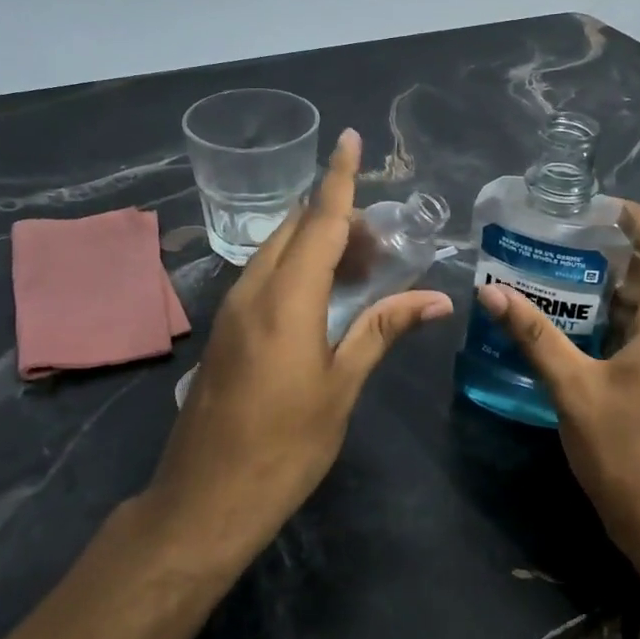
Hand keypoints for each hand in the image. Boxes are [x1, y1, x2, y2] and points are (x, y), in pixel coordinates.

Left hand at [147, 128, 452, 570]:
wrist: (204, 500)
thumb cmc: (284, 446)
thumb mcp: (341, 387)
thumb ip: (383, 330)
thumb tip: (435, 297)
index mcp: (285, 299)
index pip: (320, 222)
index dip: (339, 178)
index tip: (350, 139)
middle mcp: (252, 291)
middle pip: (297, 230)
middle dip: (338, 217)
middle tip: (383, 238)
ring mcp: (232, 310)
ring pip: (278, 251)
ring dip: (318, 243)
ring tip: (364, 265)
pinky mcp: (226, 331)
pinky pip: (265, 277)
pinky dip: (298, 268)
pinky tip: (325, 293)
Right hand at [476, 202, 639, 573]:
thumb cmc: (625, 452)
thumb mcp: (573, 389)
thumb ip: (535, 337)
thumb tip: (493, 293)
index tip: (604, 207)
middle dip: (617, 254)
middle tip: (566, 239)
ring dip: (613, 290)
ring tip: (561, 274)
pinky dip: (616, 321)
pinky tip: (576, 326)